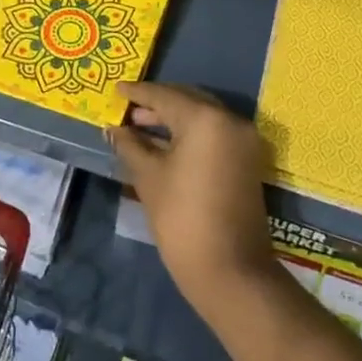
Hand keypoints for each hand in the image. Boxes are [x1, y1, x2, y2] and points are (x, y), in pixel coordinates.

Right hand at [108, 82, 277, 314]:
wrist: (230, 270)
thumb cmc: (182, 219)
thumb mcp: (149, 177)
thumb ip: (130, 145)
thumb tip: (114, 129)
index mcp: (206, 118)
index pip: (165, 96)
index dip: (138, 93)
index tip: (116, 90)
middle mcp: (230, 120)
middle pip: (187, 100)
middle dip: (156, 104)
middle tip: (127, 110)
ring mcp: (243, 140)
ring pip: (202, 116)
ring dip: (173, 119)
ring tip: (140, 127)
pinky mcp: (247, 159)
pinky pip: (214, 133)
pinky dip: (190, 133)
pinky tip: (164, 143)